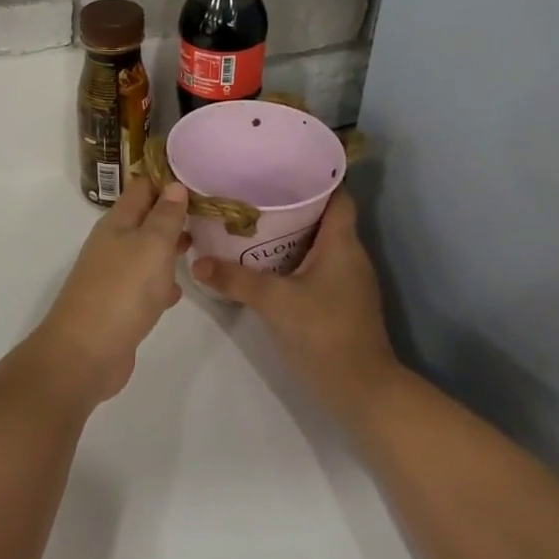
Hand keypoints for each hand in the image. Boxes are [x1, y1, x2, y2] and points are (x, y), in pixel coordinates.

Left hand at [25, 176, 190, 405]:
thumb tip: (174, 185)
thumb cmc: (122, 291)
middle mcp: (114, 244)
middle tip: (211, 210)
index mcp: (118, 223)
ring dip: (170, 247)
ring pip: (147, 252)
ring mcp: (115, 276)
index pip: (142, 187)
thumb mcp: (151, 246)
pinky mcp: (120, 306)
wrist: (86, 352)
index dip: (167, 178)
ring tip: (204, 243)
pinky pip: (145, 286)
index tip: (200, 173)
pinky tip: (180, 289)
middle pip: (145, 219)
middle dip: (174, 213)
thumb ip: (164, 216)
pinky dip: (162, 283)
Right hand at [193, 192, 397, 406]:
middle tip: (253, 196)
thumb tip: (197, 263)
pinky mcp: (341, 303)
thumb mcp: (273, 301)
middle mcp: (349, 256)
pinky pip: (316, 268)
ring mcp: (348, 282)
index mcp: (342, 244)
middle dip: (291, 206)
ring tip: (252, 225)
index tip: (282, 169)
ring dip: (290, 235)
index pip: (338, 196)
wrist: (361, 389)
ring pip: (318, 245)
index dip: (316, 180)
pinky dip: (292, 260)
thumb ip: (235, 280)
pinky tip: (265, 265)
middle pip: (323, 218)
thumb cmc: (324, 332)